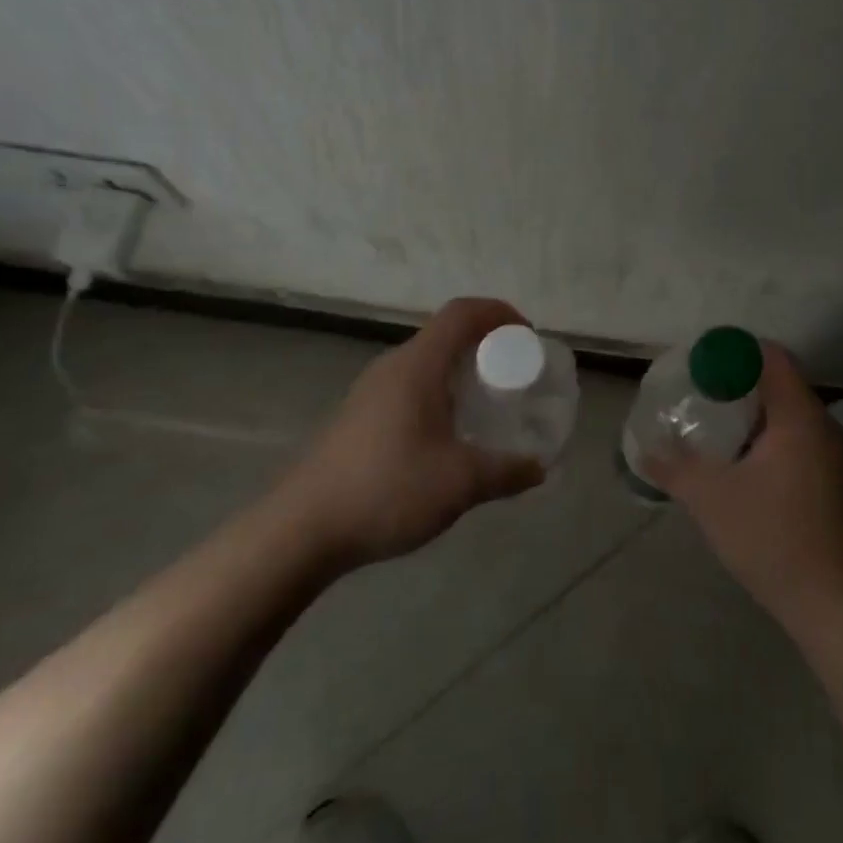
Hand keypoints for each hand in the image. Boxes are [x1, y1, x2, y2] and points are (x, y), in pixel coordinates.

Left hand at [283, 297, 545, 565]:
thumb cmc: (387, 490)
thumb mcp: (461, 483)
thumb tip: (539, 468)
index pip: (462, 312)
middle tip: (514, 375)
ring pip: (426, 363)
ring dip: (461, 372)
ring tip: (487, 405)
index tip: (527, 337)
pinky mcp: (359, 416)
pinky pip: (410, 386)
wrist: (302, 530)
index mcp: (417, 366)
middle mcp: (393, 367)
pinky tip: (448, 436)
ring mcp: (370, 391)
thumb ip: (507, 472)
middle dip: (486, 345)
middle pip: (445, 334)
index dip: (500, 313)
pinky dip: (440, 393)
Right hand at [652, 342, 842, 643]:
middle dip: (738, 384)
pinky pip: (798, 440)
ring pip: (789, 415)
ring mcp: (834, 456)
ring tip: (713, 430)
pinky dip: (768, 438)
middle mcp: (824, 426)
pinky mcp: (835, 481)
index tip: (700, 363)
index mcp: (799, 417)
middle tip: (698, 395)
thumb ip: (674, 468)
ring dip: (752, 415)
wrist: (834, 605)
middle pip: (780, 383)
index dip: (734, 351)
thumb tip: (643, 449)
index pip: (772, 357)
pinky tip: (742, 466)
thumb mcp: (710, 499)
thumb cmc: (771, 538)